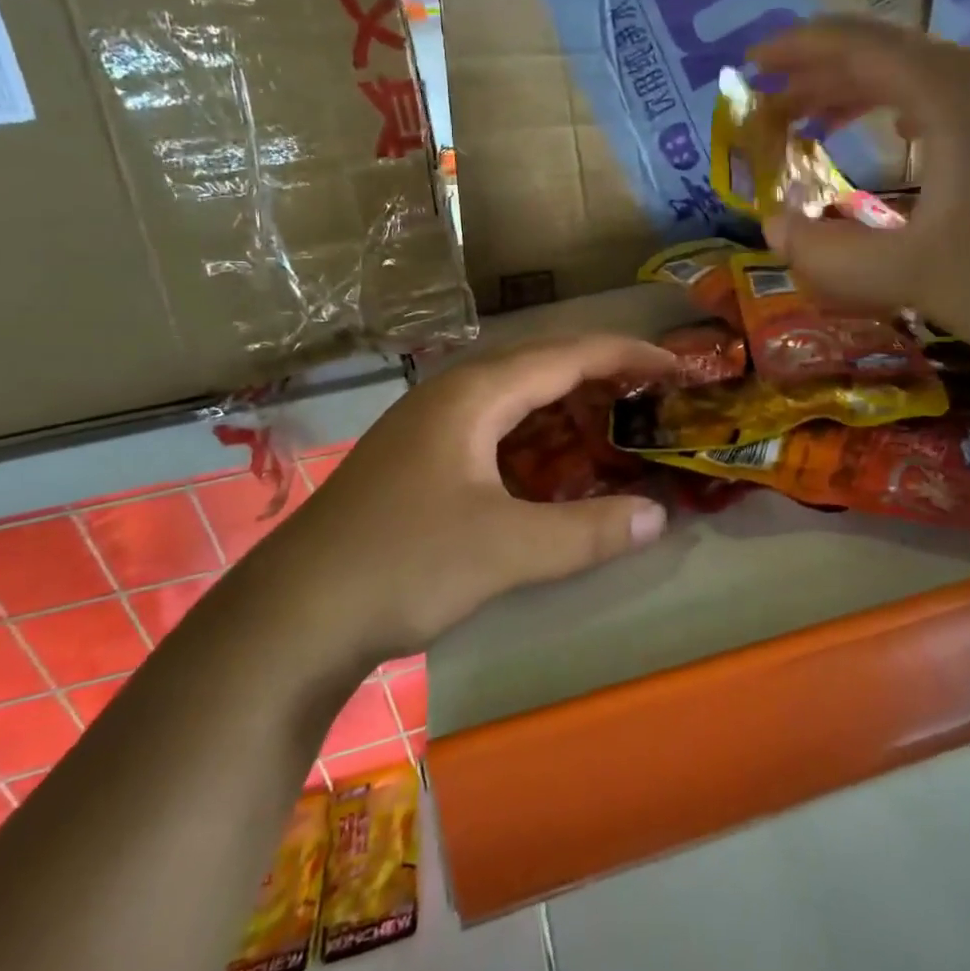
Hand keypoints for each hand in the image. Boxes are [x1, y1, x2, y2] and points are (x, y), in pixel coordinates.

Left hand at [279, 335, 675, 658]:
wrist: (292, 616)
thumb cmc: (402, 564)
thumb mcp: (507, 549)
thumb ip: (588, 531)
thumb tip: (657, 516)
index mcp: (473, 394)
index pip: (566, 355)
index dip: (626, 355)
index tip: (677, 365)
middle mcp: (451, 397)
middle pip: (540, 369)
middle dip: (601, 378)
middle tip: (654, 396)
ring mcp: (429, 429)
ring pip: (515, 404)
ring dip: (567, 412)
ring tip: (616, 427)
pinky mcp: (419, 463)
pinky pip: (495, 435)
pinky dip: (536, 444)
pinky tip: (555, 471)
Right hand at [750, 17, 969, 394]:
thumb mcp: (912, 274)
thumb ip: (828, 252)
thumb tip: (773, 232)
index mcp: (963, 89)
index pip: (861, 45)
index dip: (797, 49)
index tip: (749, 62)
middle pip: (893, 60)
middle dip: (822, 80)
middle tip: (771, 110)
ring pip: (930, 86)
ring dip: (866, 103)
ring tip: (818, 129)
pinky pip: (963, 112)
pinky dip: (910, 122)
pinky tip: (901, 149)